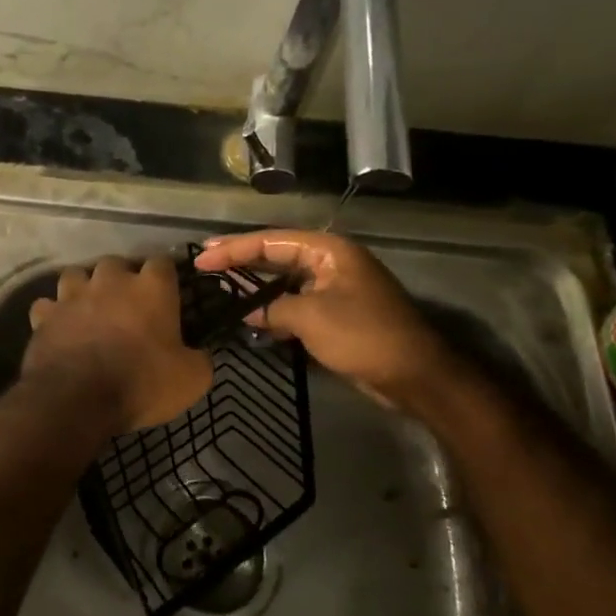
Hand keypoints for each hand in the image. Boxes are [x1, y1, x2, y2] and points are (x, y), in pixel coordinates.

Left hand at [23, 255, 212, 433]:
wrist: (78, 399)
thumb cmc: (142, 383)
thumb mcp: (191, 380)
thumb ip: (200, 359)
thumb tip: (199, 354)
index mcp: (151, 288)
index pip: (163, 263)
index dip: (165, 278)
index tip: (168, 295)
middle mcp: (110, 281)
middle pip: (115, 264)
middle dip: (120, 280)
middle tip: (126, 306)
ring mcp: (73, 295)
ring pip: (76, 276)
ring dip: (82, 289)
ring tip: (88, 310)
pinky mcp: (44, 315)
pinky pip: (47, 306)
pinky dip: (52, 315)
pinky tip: (58, 329)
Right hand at [193, 230, 450, 408]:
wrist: (414, 375)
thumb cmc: (363, 336)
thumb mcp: (310, 318)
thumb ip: (272, 308)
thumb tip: (247, 311)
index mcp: (328, 250)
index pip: (270, 241)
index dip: (233, 249)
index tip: (201, 257)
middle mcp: (330, 262)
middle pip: (276, 255)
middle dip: (241, 261)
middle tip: (205, 264)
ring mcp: (335, 287)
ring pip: (285, 280)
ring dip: (256, 286)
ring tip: (220, 288)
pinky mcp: (336, 312)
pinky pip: (296, 302)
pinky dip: (273, 308)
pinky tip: (251, 318)